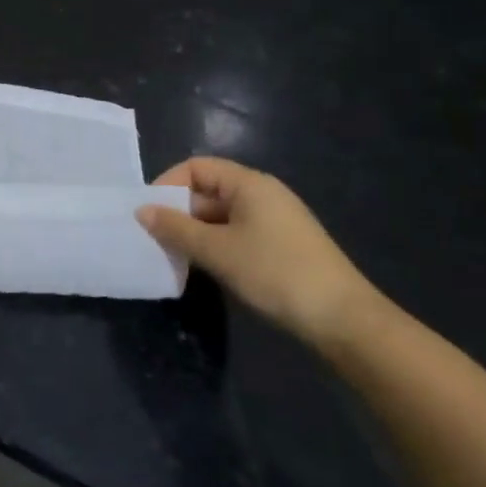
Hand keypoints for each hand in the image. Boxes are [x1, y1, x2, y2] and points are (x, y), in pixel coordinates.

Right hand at [138, 157, 379, 347]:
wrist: (344, 320)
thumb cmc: (274, 273)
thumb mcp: (216, 250)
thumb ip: (175, 228)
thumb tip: (142, 210)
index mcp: (249, 184)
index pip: (196, 167)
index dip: (168, 184)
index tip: (149, 213)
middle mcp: (263, 194)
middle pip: (207, 190)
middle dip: (179, 212)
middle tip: (156, 240)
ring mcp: (275, 221)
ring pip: (221, 216)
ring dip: (195, 232)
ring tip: (175, 257)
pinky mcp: (282, 246)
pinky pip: (237, 233)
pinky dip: (216, 245)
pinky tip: (206, 269)